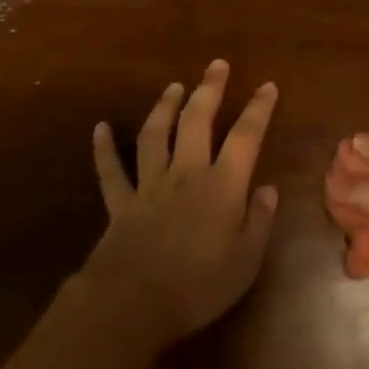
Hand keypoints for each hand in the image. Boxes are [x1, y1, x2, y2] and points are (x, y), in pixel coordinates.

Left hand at [80, 60, 279, 349]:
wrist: (134, 304)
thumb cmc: (199, 286)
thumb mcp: (246, 261)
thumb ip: (259, 221)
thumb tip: (269, 188)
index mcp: (221, 186)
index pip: (245, 136)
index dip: (258, 109)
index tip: (267, 86)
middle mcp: (186, 173)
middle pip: (197, 120)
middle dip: (209, 89)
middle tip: (217, 65)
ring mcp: (149, 184)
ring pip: (156, 134)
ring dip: (165, 107)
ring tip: (174, 86)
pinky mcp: (121, 202)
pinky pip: (110, 170)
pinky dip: (104, 148)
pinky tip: (100, 128)